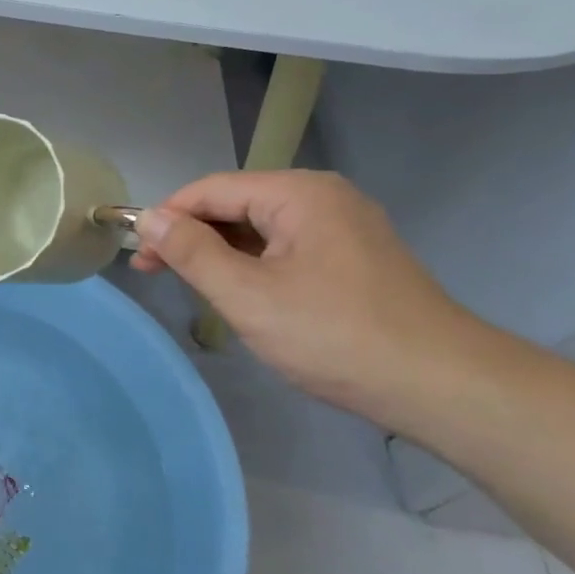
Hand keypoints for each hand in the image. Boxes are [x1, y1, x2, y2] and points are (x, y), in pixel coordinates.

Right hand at [133, 171, 482, 427]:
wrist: (438, 384)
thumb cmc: (333, 334)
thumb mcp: (247, 294)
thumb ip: (192, 252)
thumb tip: (149, 218)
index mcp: (298, 194)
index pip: (212, 189)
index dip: (167, 217)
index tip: (136, 253)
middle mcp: (323, 197)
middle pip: (236, 205)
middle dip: (191, 235)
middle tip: (153, 272)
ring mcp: (343, 227)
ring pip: (260, 228)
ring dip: (219, 252)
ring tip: (189, 285)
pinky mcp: (353, 257)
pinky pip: (286, 248)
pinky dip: (252, 264)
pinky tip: (237, 291)